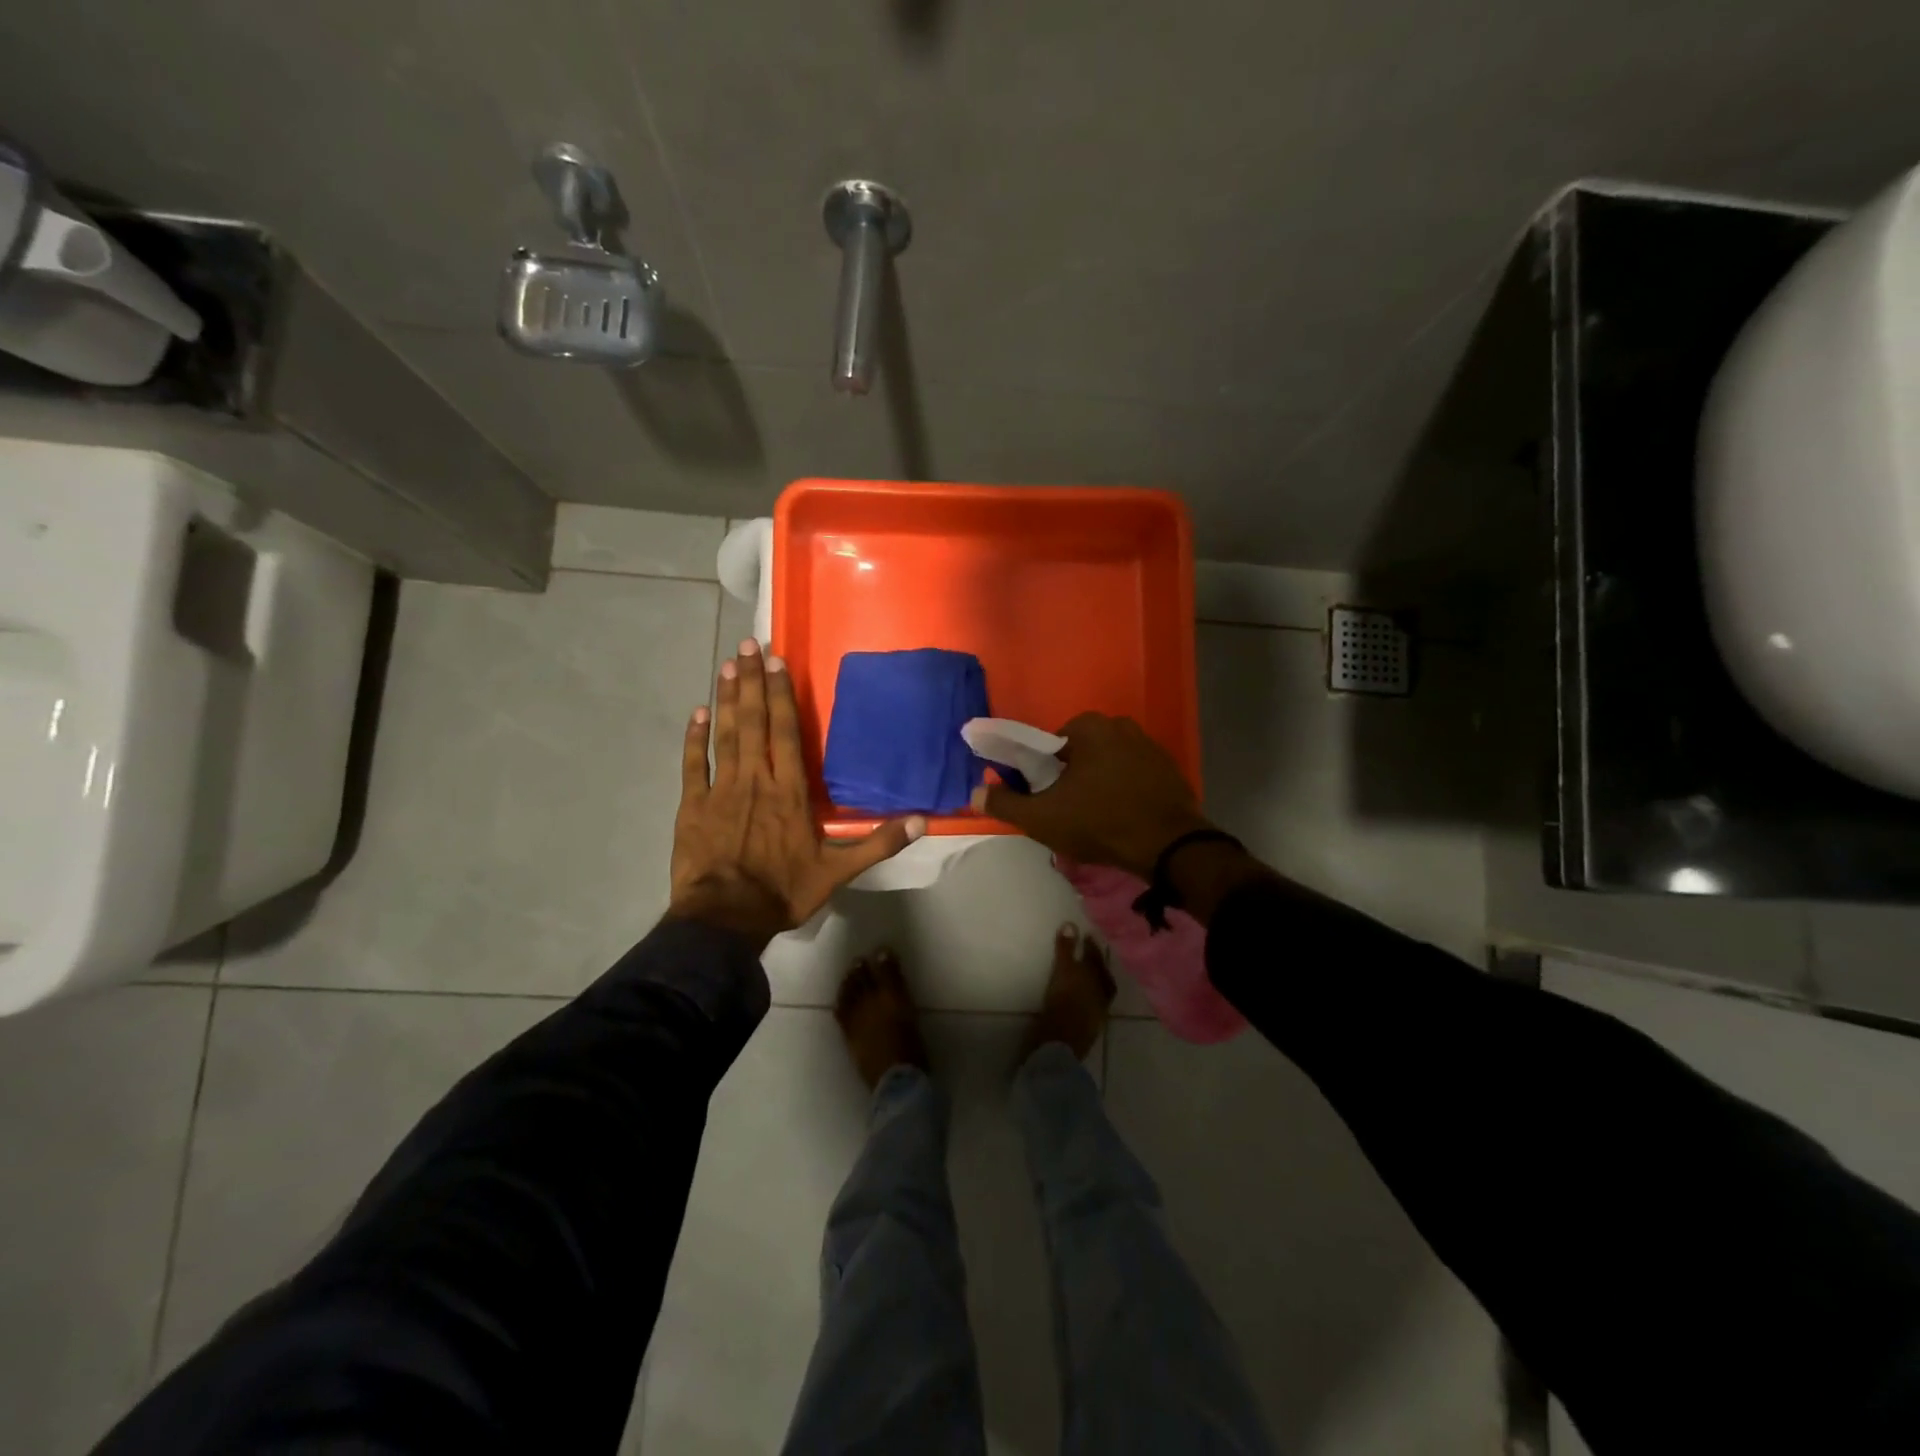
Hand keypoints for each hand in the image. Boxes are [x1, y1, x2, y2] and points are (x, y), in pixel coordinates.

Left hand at [670, 639, 924, 949]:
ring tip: (727, 665)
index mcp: (790, 792)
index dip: (781, 696)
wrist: (725, 919)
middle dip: (752, 682)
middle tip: (747, 645)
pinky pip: (694, 765)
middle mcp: (756, 780)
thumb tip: (922, 821)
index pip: (786, 733)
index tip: (776, 662)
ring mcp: (721, 790)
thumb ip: (878, 843)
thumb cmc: (783, 891)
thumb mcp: (838, 871)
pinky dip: (695, 739)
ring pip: (725, 735)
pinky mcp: (693, 806)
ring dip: (726, 699)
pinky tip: (697, 713)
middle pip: (754, 723)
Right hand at [970, 712, 1211, 878]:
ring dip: (1099, 783)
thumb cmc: (1099, 822)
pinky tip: (1123, 816)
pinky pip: (1134, 776)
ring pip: (1109, 763)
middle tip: (1067, 809)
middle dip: (1072, 776)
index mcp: (1089, 727)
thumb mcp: (1042, 817)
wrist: (1168, 846)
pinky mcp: (1170, 769)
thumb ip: (1005, 803)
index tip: (1045, 797)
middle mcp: (1121, 725)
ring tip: (1096, 817)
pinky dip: (1125, 790)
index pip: (1051, 745)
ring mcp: (1150, 746)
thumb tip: (975, 793)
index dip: (1042, 771)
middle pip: (1081, 752)